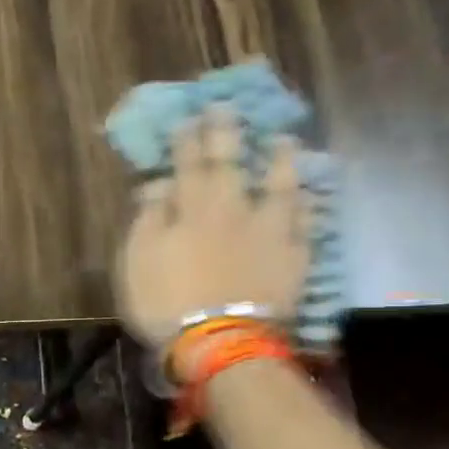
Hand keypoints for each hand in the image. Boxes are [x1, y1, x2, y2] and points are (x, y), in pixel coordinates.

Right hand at [116, 110, 308, 351]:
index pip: (186, 163)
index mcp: (191, 208)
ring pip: (278, 185)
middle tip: (228, 106)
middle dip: (226, 132)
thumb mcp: (137, 260)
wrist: (219, 342)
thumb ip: (148, 218)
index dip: (186, 139)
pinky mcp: (292, 256)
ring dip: (279, 160)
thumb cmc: (167, 302)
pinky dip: (308, 207)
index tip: (188, 117)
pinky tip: (311, 196)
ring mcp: (267, 230)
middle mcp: (232, 208)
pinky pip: (305, 224)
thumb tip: (157, 185)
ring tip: (283, 139)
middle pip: (230, 163)